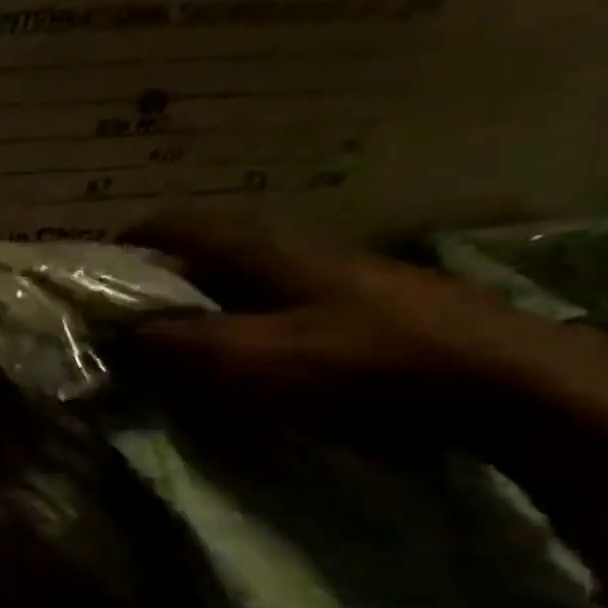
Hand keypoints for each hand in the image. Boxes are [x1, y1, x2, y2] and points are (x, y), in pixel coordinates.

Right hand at [130, 213, 607, 444]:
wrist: (500, 380)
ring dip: (212, 301)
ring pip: (253, 280)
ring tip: (187, 338)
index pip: (188, 227)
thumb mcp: (251, 357)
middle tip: (137, 311)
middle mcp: (300, 253)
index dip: (143, 236)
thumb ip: (180, 344)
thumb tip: (122, 334)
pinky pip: (286, 306)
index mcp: (266, 252)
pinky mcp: (369, 309)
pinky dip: (251, 321)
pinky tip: (252, 354)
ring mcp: (340, 279)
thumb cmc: (358, 360)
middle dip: (172, 276)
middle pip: (219, 252)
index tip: (107, 255)